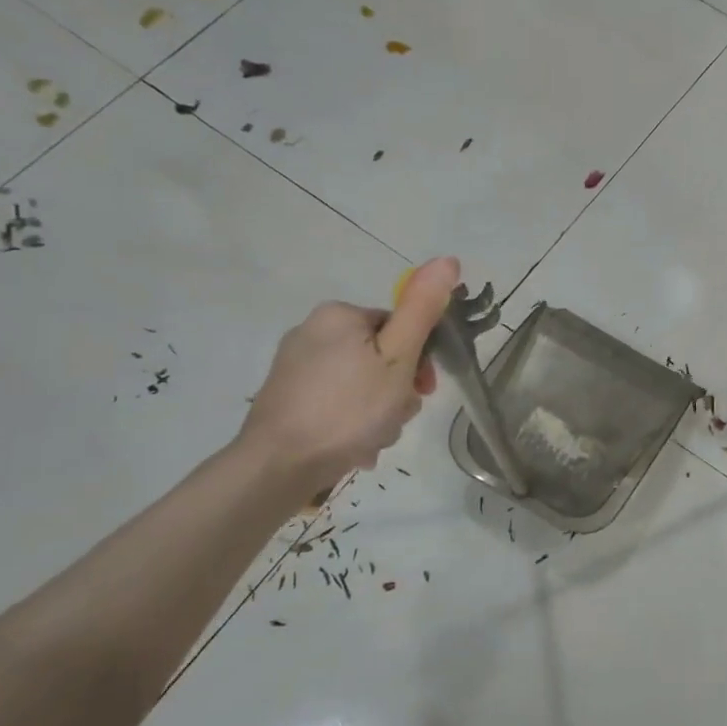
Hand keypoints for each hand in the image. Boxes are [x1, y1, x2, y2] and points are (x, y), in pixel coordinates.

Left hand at [238, 257, 460, 490]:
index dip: (421, 361)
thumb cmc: (348, 409)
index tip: (423, 391)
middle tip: (395, 418)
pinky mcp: (287, 398)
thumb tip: (448, 259)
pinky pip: (337, 403)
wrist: (278, 466)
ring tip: (373, 439)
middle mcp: (313, 331)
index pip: (400, 327)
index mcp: (340, 314)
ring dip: (379, 412)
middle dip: (398, 392)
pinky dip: (353, 423)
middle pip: (381, 357)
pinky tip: (354, 447)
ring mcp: (295, 367)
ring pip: (362, 384)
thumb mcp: (398, 357)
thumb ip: (423, 309)